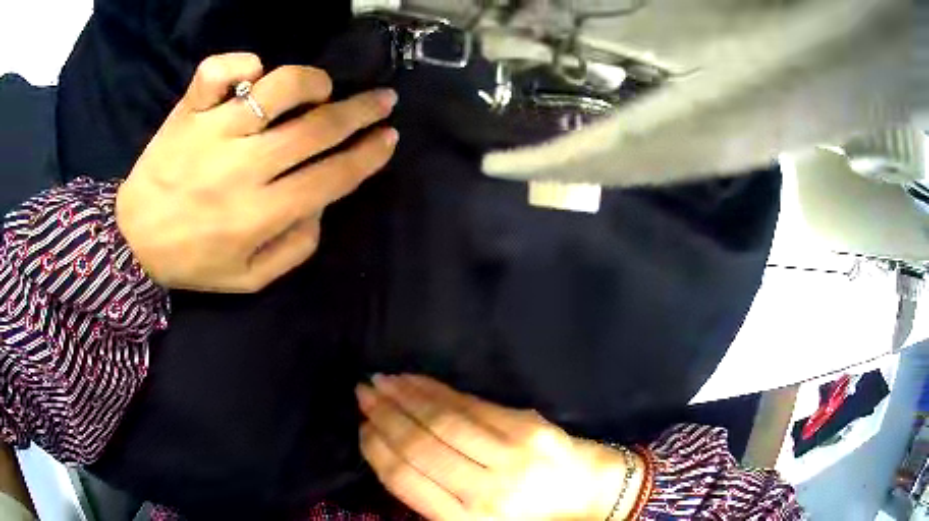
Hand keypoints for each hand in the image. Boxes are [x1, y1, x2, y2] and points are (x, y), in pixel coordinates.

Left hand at [116, 53, 397, 291]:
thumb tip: (322, 204)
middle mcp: (242, 168)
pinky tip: (252, 75)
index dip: (368, 155)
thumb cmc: (192, 261)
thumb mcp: (249, 279)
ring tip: (320, 88)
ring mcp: (212, 133)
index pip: (331, 176)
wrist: (132, 241)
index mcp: (259, 215)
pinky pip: (218, 71)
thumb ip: (294, 248)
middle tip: (383, 100)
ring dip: (311, 82)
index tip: (388, 138)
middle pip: (317, 128)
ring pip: (277, 88)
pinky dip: (242, 63)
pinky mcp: (188, 112)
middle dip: (361, 111)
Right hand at [357, 375, 644, 519]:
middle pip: (419, 445)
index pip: (405, 478)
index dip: (377, 449)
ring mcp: (510, 455)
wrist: (594, 495)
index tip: (361, 428)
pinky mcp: (529, 429)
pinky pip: (472, 405)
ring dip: (405, 397)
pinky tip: (417, 382)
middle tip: (362, 394)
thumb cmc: (532, 518)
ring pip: (443, 420)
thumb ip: (437, 501)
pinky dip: (438, 391)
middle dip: (384, 416)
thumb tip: (394, 458)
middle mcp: (486, 491)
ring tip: (380, 382)